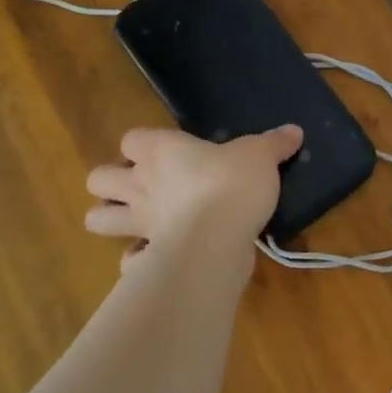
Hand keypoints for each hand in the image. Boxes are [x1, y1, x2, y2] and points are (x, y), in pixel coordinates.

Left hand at [84, 125, 301, 270]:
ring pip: (97, 220)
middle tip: (142, 186)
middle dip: (111, 182)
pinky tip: (157, 258)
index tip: (166, 151)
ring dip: (109, 220)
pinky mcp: (148, 255)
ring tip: (134, 222)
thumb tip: (294, 131)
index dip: (143, 145)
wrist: (219, 236)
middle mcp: (140, 184)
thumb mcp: (261, 155)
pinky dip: (137, 261)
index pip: (132, 139)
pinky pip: (129, 260)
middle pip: (98, 178)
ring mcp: (139, 223)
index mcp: (161, 151)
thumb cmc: (233, 183)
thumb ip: (274, 144)